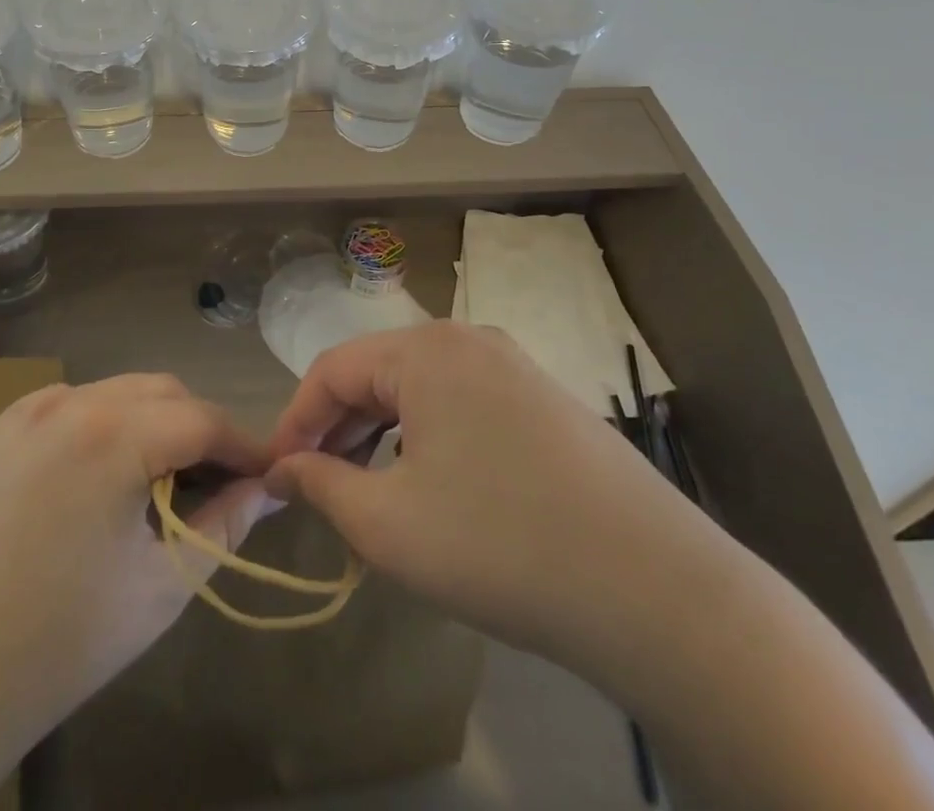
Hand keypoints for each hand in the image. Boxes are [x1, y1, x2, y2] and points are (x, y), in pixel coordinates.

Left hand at [0, 374, 274, 744]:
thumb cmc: (61, 641)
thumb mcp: (162, 585)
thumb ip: (225, 525)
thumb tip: (266, 488)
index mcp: (114, 434)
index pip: (203, 418)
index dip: (243, 444)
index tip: (266, 474)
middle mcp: (70, 400)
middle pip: (160, 392)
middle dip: (198, 427)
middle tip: (216, 479)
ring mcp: (25, 410)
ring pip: (113, 392)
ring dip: (149, 422)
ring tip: (157, 479)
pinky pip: (66, 408)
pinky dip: (99, 427)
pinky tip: (94, 477)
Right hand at [266, 321, 731, 678]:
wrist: (659, 593)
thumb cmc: (501, 546)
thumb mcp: (389, 525)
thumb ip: (322, 486)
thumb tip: (284, 469)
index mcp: (426, 349)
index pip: (332, 369)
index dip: (295, 421)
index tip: (275, 473)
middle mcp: (470, 340)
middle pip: (378, 373)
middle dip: (338, 428)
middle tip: (315, 485)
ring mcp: (516, 368)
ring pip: (421, 390)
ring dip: (381, 433)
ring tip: (366, 488)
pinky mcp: (548, 402)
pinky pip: (463, 405)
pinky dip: (429, 438)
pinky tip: (432, 485)